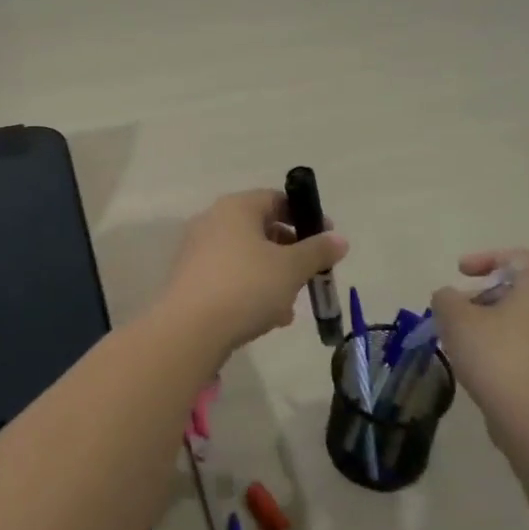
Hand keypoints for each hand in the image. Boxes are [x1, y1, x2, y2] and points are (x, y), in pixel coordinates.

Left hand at [157, 190, 348, 353]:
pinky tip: (267, 319)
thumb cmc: (246, 287)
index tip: (326, 241)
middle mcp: (212, 221)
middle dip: (290, 254)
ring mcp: (197, 251)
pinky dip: (250, 291)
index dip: (305, 217)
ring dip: (273, 277)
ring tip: (289, 307)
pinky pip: (229, 277)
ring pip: (246, 258)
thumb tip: (339, 239)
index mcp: (236, 207)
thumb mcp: (292, 268)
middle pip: (261, 230)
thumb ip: (318, 251)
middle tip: (309, 276)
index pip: (276, 199)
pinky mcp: (190, 280)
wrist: (189, 330)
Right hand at [432, 249, 528, 419]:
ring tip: (456, 342)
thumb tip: (449, 298)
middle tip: (452, 313)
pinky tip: (473, 368)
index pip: (519, 258)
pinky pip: (517, 351)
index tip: (461, 273)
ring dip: (483, 326)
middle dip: (478, 297)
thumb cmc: (496, 355)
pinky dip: (493, 351)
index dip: (487, 258)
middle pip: (514, 292)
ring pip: (514, 324)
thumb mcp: (456, 318)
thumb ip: (446, 299)